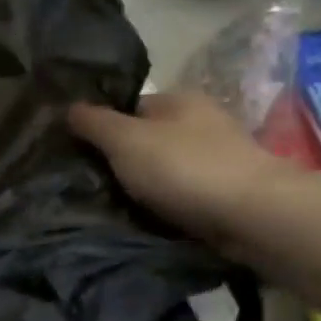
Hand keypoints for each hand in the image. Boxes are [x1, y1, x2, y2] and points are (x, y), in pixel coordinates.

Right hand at [68, 92, 297, 256]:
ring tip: (118, 208)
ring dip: (147, 186)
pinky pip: (185, 195)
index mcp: (179, 100)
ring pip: (167, 169)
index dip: (103, 127)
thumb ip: (94, 123)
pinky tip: (152, 220)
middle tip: (95, 186)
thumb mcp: (125, 140)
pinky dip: (169, 205)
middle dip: (125, 161)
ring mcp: (219, 158)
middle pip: (149, 140)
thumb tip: (68, 107)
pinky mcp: (229, 192)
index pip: (130, 107)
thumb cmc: (183, 167)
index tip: (81, 154)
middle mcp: (202, 122)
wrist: (251, 214)